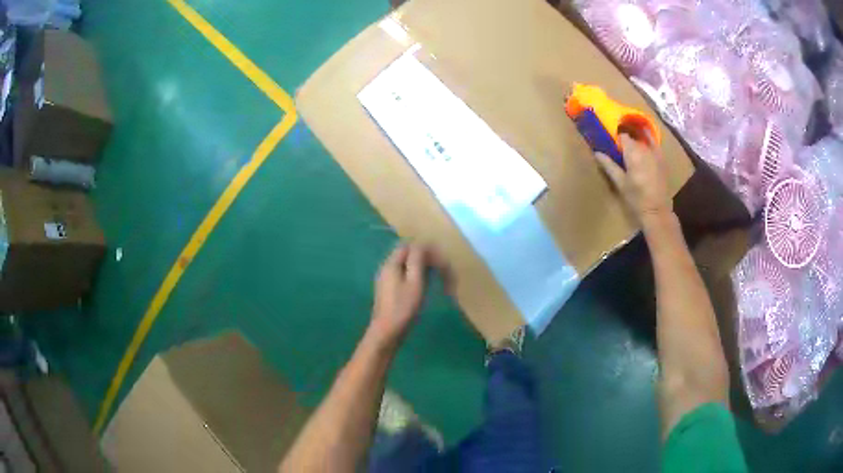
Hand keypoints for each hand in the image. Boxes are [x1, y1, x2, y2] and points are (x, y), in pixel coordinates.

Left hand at [367, 243, 449, 350]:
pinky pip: (405, 275)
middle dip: (427, 259)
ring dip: (424, 268)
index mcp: (391, 264)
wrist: (387, 332)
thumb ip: (417, 260)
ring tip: (438, 280)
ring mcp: (387, 279)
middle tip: (443, 272)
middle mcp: (387, 268)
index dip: (427, 249)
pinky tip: (426, 287)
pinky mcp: (390, 289)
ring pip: (408, 265)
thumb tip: (421, 244)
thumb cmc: (403, 308)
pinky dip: (418, 277)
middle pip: (408, 254)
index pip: (409, 245)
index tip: (441, 261)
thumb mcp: (414, 282)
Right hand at [596, 132, 671, 224]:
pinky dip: (649, 143)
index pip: (623, 136)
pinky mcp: (663, 160)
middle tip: (621, 153)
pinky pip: (655, 145)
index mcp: (633, 153)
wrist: (657, 211)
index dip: (617, 139)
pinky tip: (646, 146)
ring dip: (637, 144)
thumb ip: (609, 166)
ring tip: (633, 153)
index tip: (613, 147)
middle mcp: (645, 149)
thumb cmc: (636, 199)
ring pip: (643, 141)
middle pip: (633, 138)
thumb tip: (597, 153)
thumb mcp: (620, 183)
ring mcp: (656, 153)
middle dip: (627, 143)